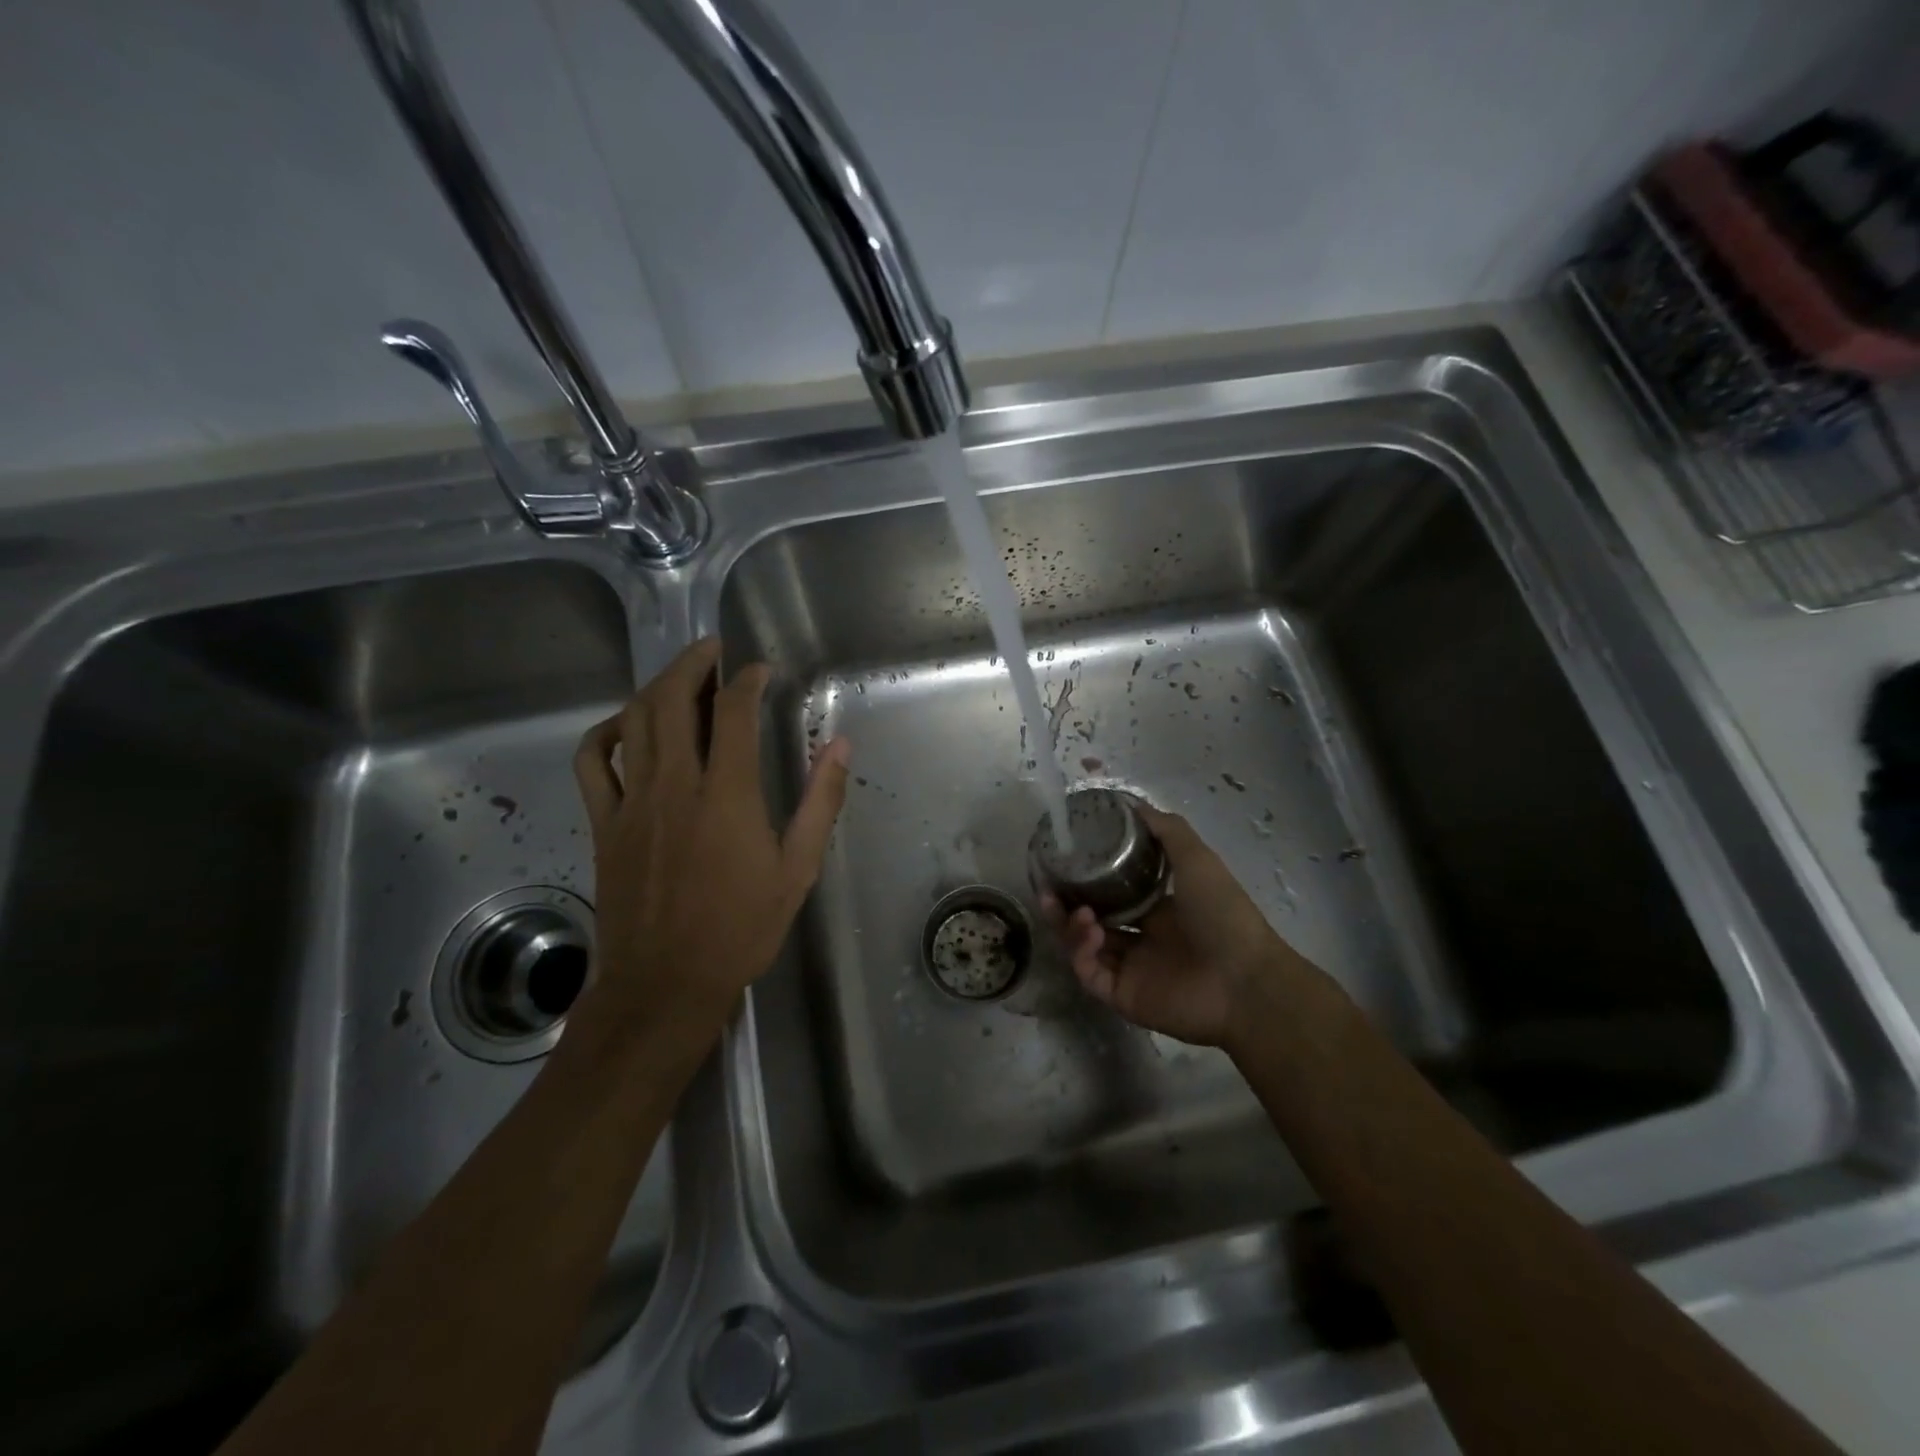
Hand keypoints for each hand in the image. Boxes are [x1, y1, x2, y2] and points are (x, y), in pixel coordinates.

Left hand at [571, 638, 849, 1040]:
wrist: (665, 984)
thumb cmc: (740, 929)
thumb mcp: (797, 870)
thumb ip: (819, 802)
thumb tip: (840, 747)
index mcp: (726, 795)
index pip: (734, 712)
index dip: (747, 680)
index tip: (760, 670)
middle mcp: (674, 785)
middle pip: (672, 700)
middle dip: (693, 664)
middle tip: (713, 651)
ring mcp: (632, 802)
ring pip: (632, 721)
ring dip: (655, 687)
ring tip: (679, 677)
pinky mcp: (604, 823)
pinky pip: (591, 762)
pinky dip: (605, 732)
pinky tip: (626, 727)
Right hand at [1045, 806, 1297, 1048]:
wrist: (1244, 980)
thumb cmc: (1223, 914)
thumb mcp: (1197, 858)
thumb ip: (1166, 830)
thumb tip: (1131, 802)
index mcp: (1158, 910)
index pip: (1110, 894)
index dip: (1085, 881)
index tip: (1063, 863)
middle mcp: (1141, 939)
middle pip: (1089, 921)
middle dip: (1064, 905)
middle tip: (1047, 890)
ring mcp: (1130, 970)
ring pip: (1083, 947)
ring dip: (1070, 926)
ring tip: (1077, 912)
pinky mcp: (1122, 997)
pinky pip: (1089, 974)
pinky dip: (1082, 953)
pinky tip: (1092, 934)